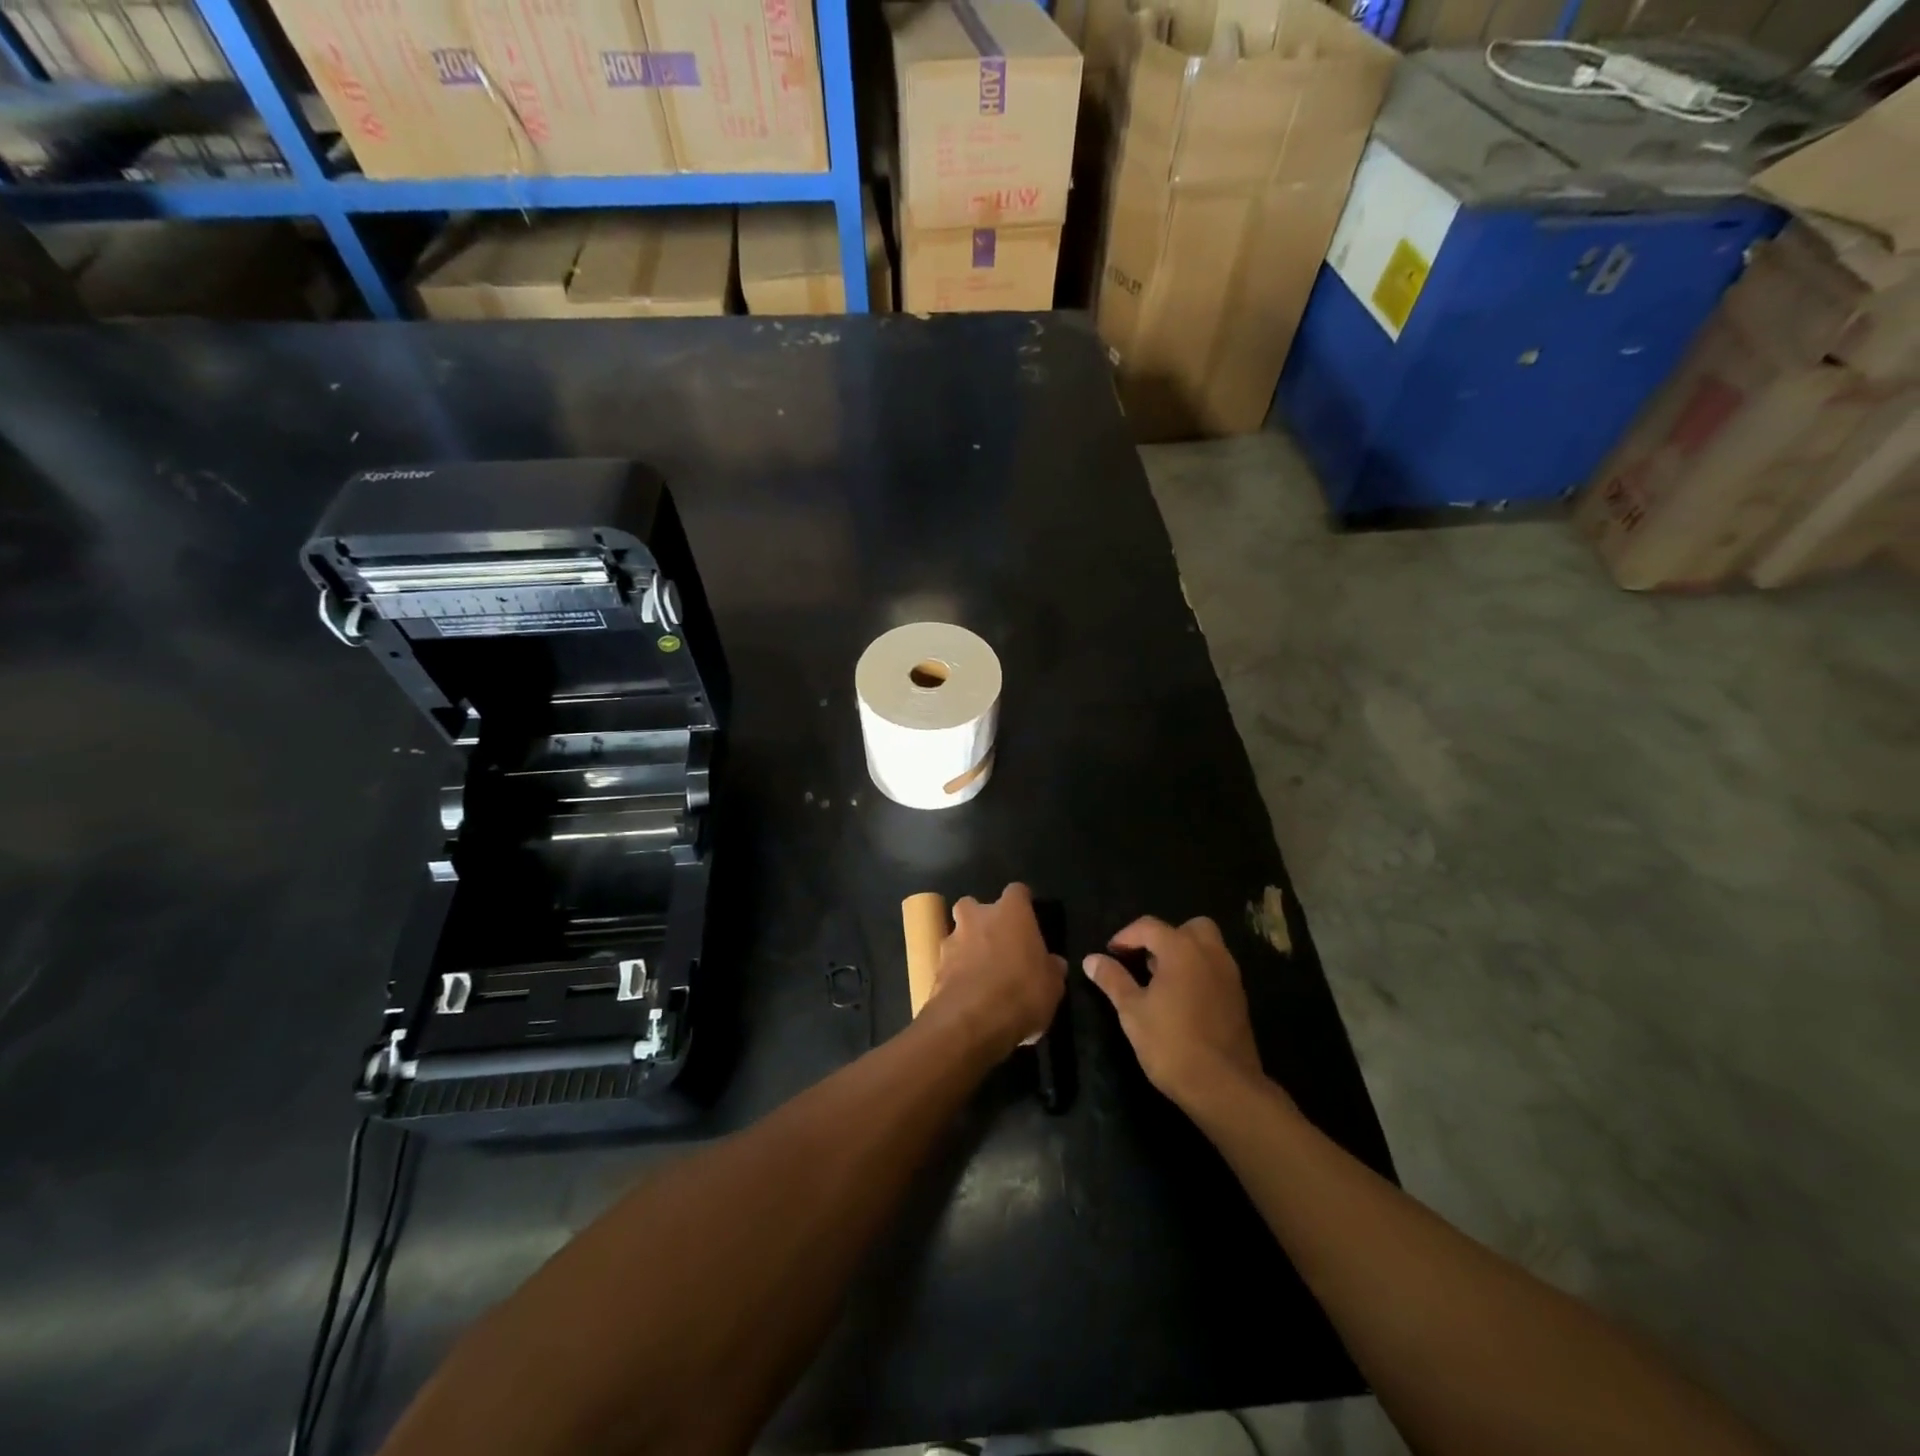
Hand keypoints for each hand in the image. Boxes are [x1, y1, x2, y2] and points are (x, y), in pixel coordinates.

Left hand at [924, 884, 1066, 1058]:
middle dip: (982, 919)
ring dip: (967, 947)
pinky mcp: (936, 967)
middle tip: (997, 943)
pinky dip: (957, 973)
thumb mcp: (1052, 986)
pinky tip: (968, 994)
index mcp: (1011, 913)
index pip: (1017, 892)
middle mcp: (978, 917)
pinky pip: (949, 963)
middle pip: (974, 905)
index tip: (1028, 919)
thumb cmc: (1021, 992)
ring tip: (980, 974)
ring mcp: (953, 940)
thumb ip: (1051, 969)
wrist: (971, 1021)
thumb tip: (1053, 963)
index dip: (1022, 904)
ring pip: (957, 933)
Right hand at [1083, 916, 1270, 1111]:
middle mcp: (1210, 954)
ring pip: (1207, 947)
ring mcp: (1229, 976)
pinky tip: (1182, 1000)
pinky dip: (1199, 972)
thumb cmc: (1171, 1044)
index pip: (1149, 926)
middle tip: (1145, 961)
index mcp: (1182, 950)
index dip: (1126, 936)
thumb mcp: (1132, 1011)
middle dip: (1165, 938)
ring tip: (1161, 981)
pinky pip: (1216, 970)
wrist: (1224, 1087)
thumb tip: (1091, 959)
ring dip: (1184, 954)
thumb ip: (1112, 979)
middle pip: (1188, 928)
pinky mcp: (1239, 998)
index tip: (1111, 953)